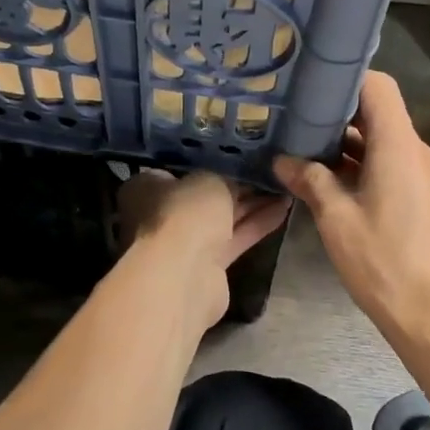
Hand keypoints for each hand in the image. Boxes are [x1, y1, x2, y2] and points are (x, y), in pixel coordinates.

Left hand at [117, 171, 287, 325]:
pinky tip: (284, 208)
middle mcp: (160, 214)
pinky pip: (234, 238)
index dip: (206, 162)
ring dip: (251, 205)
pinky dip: (256, 224)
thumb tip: (231, 180)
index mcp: (146, 188)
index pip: (177, 169)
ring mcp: (183, 242)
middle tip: (267, 171)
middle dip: (235, 185)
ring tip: (283, 186)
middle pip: (202, 196)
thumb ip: (222, 177)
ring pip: (221, 218)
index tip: (235, 155)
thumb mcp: (208, 180)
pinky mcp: (206, 266)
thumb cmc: (185, 212)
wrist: (184, 274)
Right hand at [274, 72, 429, 346]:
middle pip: (381, 116)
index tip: (310, 88)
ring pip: (389, 145)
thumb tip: (283, 161)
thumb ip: (310, 181)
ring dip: (352, 148)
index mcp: (401, 148)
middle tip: (297, 123)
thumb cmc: (385, 264)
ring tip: (309, 157)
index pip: (379, 87)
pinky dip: (370, 169)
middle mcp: (422, 154)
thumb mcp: (337, 221)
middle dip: (339, 118)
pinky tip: (339, 190)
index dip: (345, 80)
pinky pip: (399, 168)